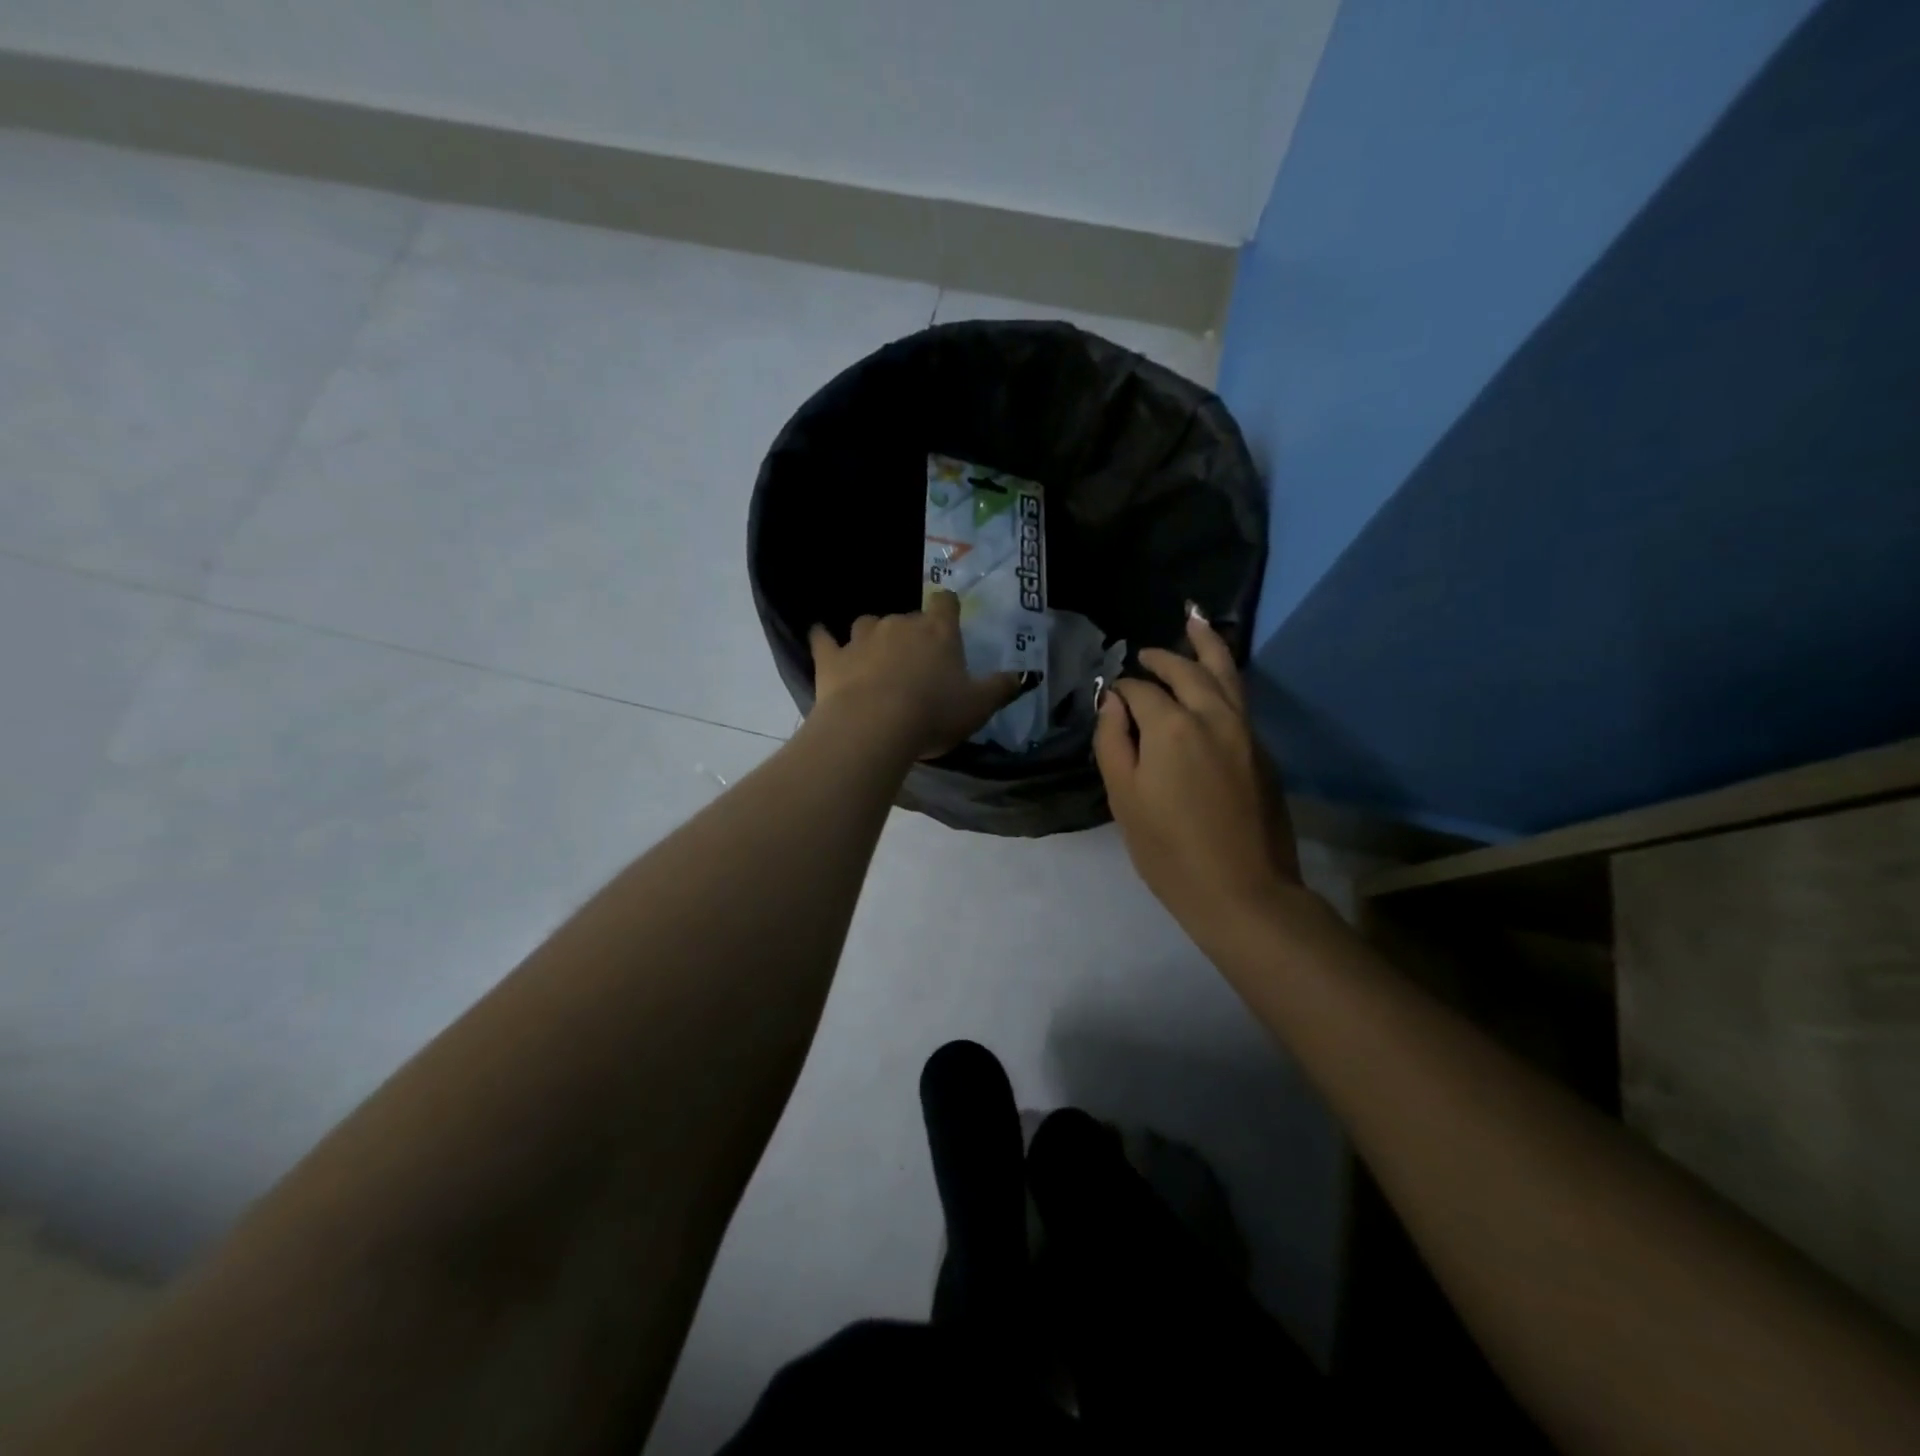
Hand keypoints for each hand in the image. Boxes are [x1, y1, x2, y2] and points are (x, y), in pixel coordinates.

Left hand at [809, 591, 1029, 760]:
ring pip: (867, 623)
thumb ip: (1001, 688)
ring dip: (872, 635)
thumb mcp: (978, 707)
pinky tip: (821, 639)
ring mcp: (861, 638)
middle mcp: (899, 625)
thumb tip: (1026, 675)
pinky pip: (823, 640)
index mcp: (938, 632)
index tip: (947, 616)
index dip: (947, 607)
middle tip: (915, 662)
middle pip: (907, 617)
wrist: (873, 726)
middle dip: (910, 633)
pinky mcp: (831, 657)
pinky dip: (824, 639)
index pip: (945, 603)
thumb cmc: (933, 714)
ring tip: (874, 656)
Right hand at [1093, 606, 1307, 936]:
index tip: (1110, 697)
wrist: (1243, 891)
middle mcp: (1213, 715)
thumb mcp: (1125, 798)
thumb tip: (1113, 702)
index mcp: (1172, 726)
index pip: (1141, 690)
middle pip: (1188, 670)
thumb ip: (1113, 742)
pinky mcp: (1263, 750)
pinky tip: (1212, 681)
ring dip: (1207, 647)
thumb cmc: (1169, 850)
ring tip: (1194, 623)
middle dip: (1163, 657)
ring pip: (1226, 674)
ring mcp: (1245, 731)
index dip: (1122, 689)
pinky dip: (1223, 678)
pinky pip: (1239, 699)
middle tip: (1144, 653)